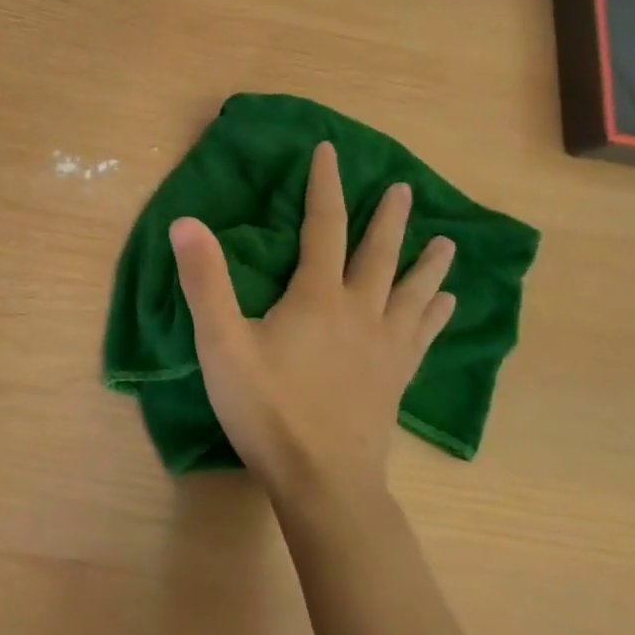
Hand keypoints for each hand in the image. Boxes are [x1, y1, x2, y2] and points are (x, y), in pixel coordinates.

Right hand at [171, 142, 455, 505]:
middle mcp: (360, 310)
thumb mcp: (223, 344)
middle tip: (404, 188)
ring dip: (428, 262)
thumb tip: (186, 221)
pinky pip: (422, 334)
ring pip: (412, 291)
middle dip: (389, 217)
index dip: (324, 185)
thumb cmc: (268, 409)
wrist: (324, 483)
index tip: (329, 151)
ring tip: (448, 241)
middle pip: (378, 252)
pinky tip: (447, 305)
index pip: (323, 225)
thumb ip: (205, 281)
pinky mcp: (396, 377)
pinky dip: (436, 313)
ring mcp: (385, 345)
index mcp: (317, 295)